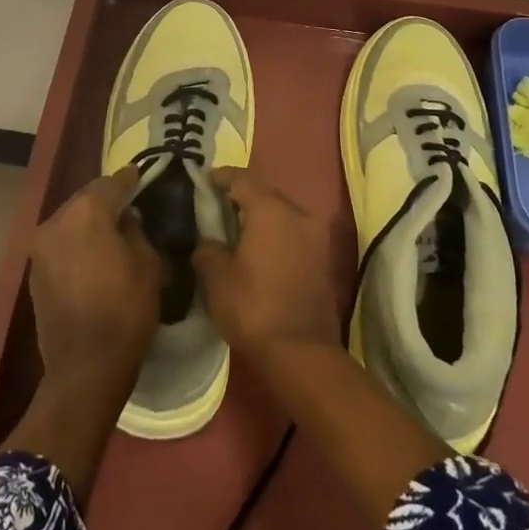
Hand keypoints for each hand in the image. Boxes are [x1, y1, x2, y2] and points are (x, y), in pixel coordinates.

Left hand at [29, 167, 161, 391]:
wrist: (85, 367)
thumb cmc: (125, 312)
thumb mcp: (148, 264)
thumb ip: (136, 230)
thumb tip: (126, 218)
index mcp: (87, 213)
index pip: (112, 183)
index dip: (130, 179)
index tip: (141, 175)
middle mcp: (57, 220)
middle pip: (86, 198)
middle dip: (107, 198)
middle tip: (129, 203)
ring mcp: (41, 246)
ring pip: (70, 219)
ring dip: (89, 219)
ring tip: (111, 229)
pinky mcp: (34, 270)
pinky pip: (60, 242)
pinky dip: (76, 240)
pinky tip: (92, 253)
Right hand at [192, 168, 340, 363]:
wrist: (301, 352)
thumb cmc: (253, 307)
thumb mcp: (216, 277)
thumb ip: (207, 248)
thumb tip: (209, 241)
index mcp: (271, 209)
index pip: (242, 179)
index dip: (221, 177)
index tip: (204, 181)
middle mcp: (298, 213)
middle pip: (265, 193)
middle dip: (242, 197)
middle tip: (217, 207)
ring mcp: (316, 235)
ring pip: (282, 213)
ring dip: (261, 217)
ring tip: (236, 230)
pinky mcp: (324, 257)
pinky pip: (294, 233)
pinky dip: (276, 234)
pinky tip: (258, 249)